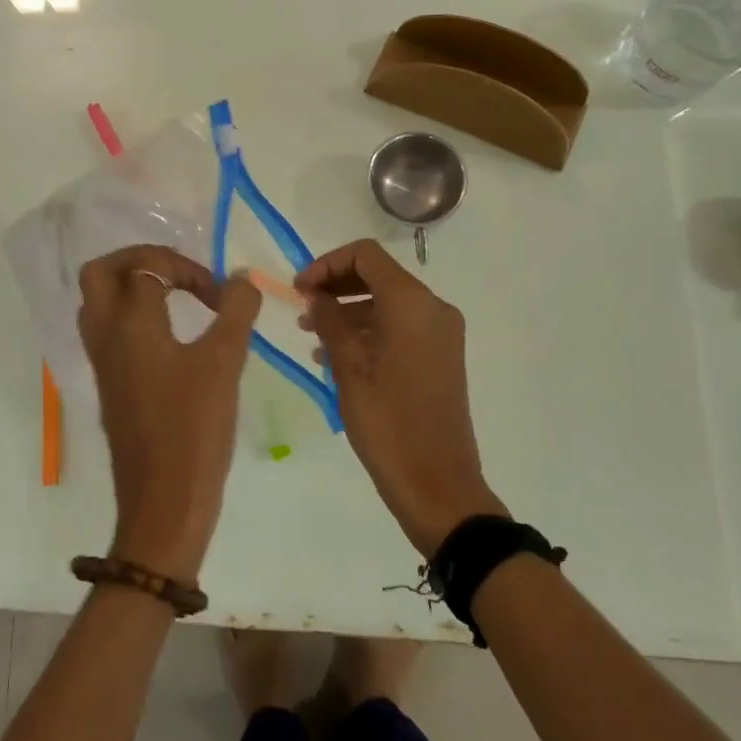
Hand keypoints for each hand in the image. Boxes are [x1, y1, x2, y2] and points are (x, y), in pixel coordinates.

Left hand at [78, 246, 261, 584]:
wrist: (163, 504)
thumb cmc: (193, 428)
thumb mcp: (225, 363)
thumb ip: (236, 311)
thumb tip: (242, 278)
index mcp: (129, 324)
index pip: (147, 267)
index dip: (187, 269)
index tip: (220, 296)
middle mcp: (106, 337)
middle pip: (100, 273)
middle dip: (139, 261)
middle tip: (178, 274)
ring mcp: (103, 364)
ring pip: (99, 304)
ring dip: (133, 289)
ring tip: (175, 300)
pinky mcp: (110, 387)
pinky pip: (109, 333)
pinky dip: (133, 319)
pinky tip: (171, 338)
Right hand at [295, 240, 507, 556]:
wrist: (438, 485)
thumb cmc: (388, 424)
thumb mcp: (348, 368)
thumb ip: (329, 320)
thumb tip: (315, 294)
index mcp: (412, 303)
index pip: (365, 255)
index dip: (327, 263)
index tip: (299, 288)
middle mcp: (433, 308)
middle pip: (378, 274)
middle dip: (336, 285)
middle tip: (302, 307)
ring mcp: (441, 332)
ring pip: (388, 301)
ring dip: (349, 309)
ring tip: (311, 334)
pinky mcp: (441, 355)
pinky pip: (400, 326)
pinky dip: (369, 329)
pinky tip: (336, 354)